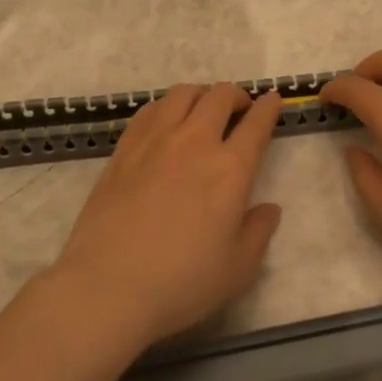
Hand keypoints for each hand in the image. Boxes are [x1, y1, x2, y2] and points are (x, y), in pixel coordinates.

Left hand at [47, 83, 282, 348]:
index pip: (257, 124)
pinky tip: (166, 121)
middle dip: (236, 96)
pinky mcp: (123, 150)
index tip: (273, 101)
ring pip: (182, 94)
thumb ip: (259, 232)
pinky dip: (166, 106)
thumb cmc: (182, 282)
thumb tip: (269, 208)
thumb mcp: (238, 268)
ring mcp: (154, 141)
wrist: (108, 286)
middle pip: (219, 96)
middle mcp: (194, 142)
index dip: (269, 107)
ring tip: (204, 109)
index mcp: (231, 169)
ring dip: (201, 95)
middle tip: (240, 109)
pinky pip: (149, 110)